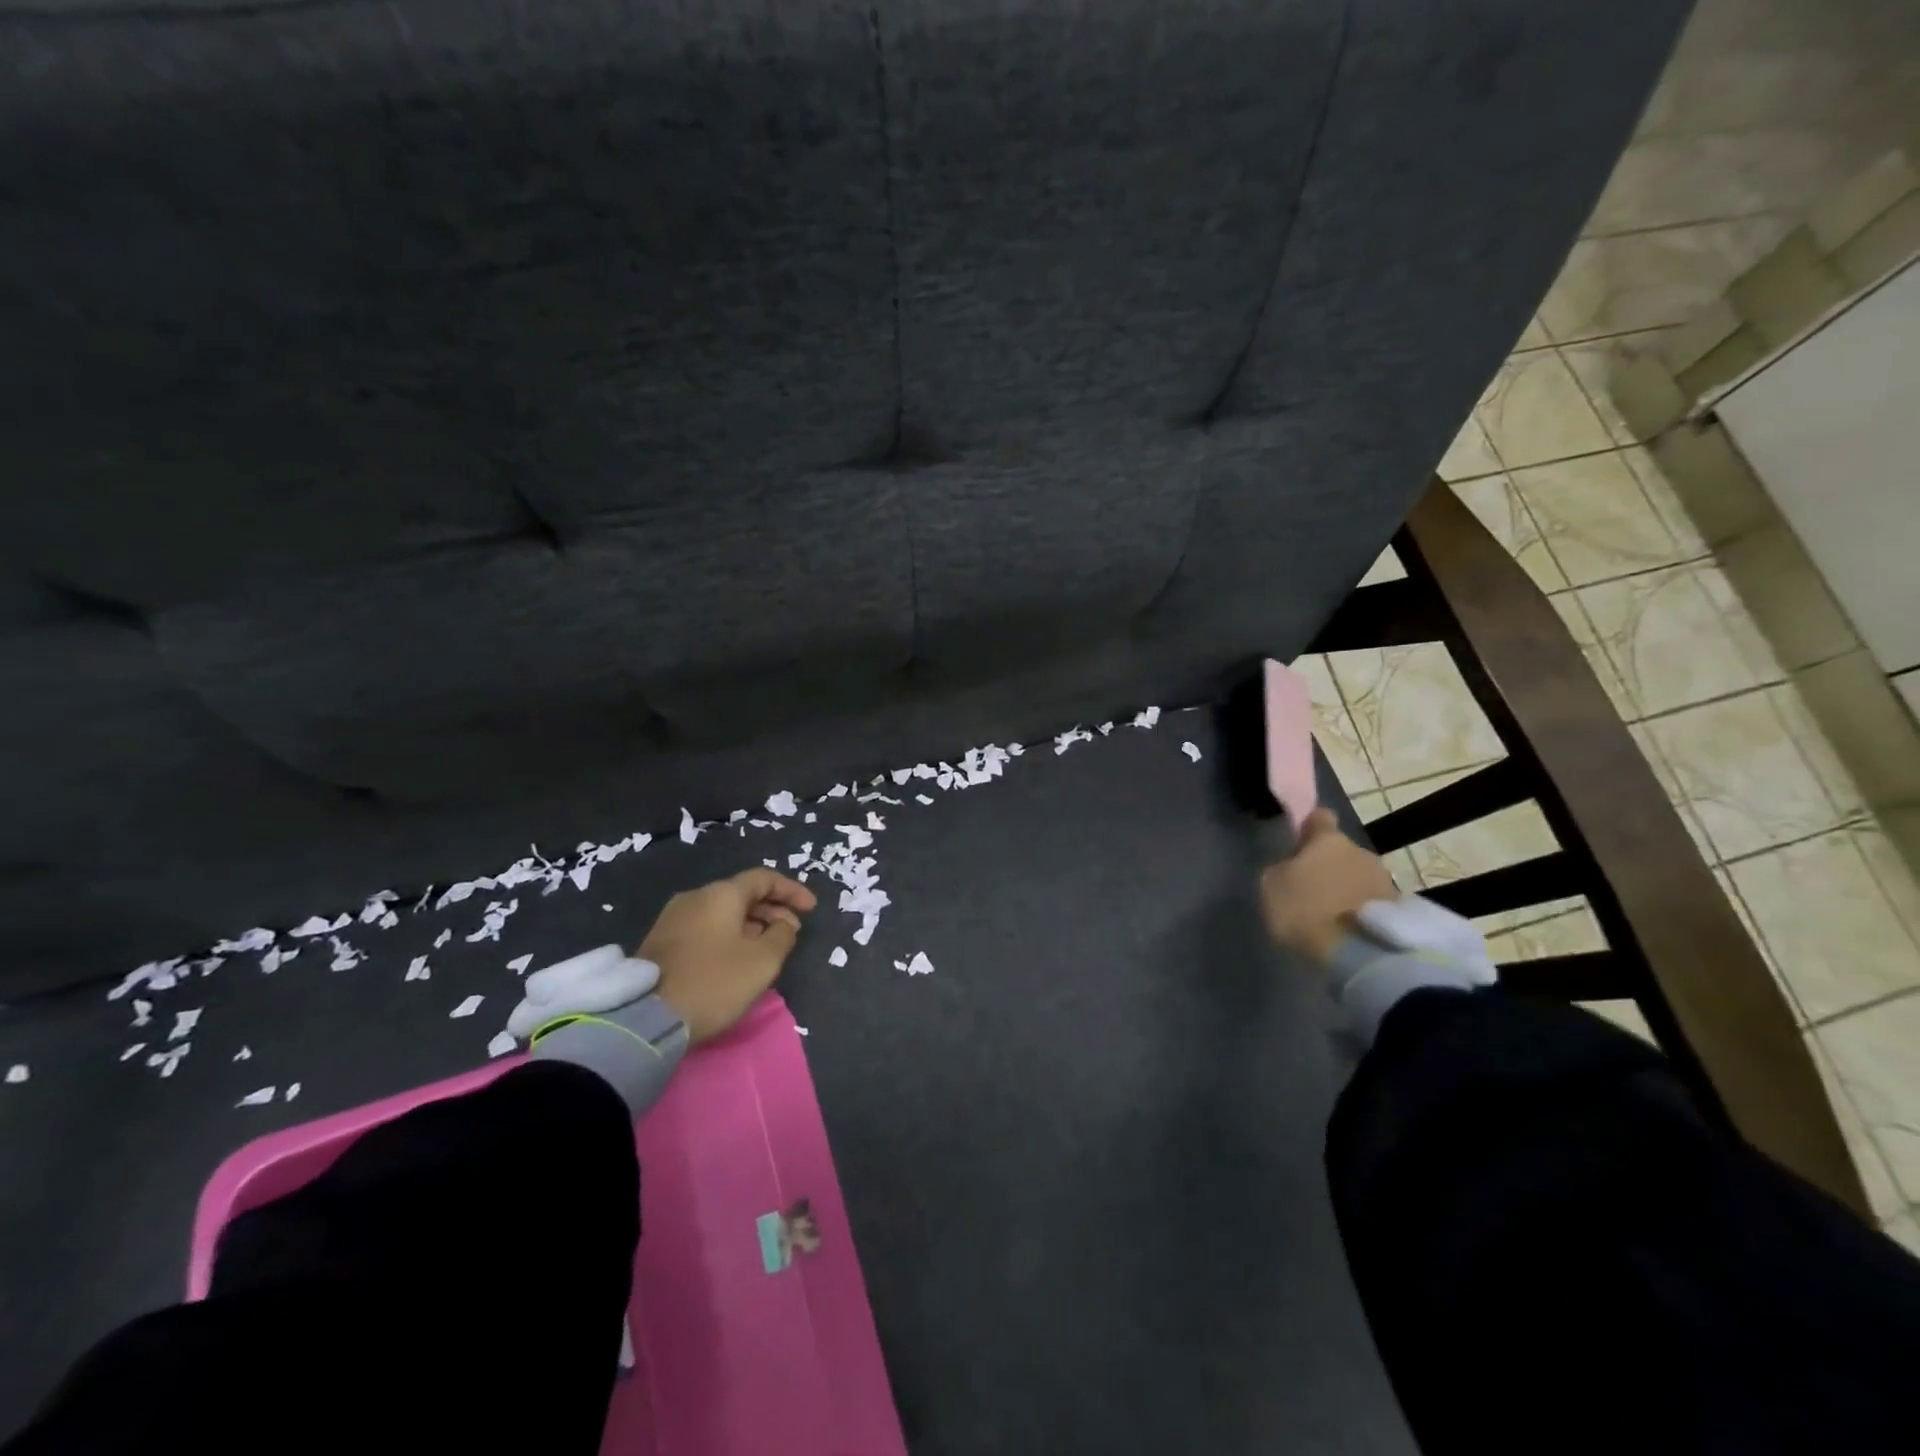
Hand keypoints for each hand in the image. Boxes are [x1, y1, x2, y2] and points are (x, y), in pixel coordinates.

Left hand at [641, 869, 817, 1044]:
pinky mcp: (660, 943)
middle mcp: (695, 897)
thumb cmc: (714, 982)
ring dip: (751, 925)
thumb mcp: (762, 961)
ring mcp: (673, 919)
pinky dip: (729, 935)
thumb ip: (782, 936)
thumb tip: (782, 925)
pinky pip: (706, 928)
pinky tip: (737, 958)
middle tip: (792, 932)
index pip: (764, 878)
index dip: (792, 891)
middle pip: (742, 894)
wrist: (646, 1018)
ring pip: (723, 913)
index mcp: (721, 894)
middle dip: (772, 910)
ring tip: (768, 948)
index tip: (811, 909)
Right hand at [1259, 808, 1398, 964]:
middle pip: (1341, 851)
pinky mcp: (1399, 910)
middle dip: (1328, 864)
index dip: (1308, 827)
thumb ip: (1281, 869)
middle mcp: (1361, 851)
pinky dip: (1360, 910)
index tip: (1299, 841)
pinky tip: (1347, 928)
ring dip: (1346, 888)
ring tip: (1330, 914)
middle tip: (1310, 887)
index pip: (1319, 818)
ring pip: (1358, 876)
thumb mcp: (1271, 887)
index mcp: (1328, 839)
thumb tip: (1290, 867)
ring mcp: (1385, 880)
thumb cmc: (1306, 910)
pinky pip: (1371, 902)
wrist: (1359, 954)